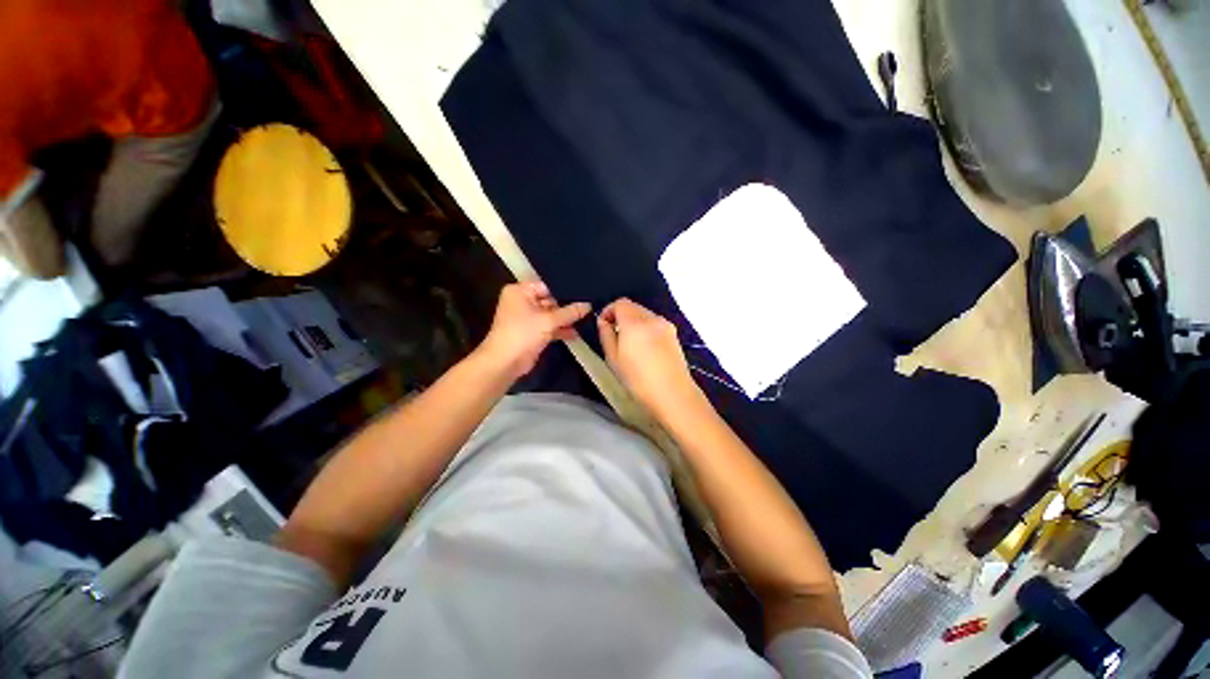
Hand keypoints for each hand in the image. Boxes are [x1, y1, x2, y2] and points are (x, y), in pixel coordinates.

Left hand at [479, 281, 590, 379]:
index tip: (584, 293)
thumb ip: (570, 312)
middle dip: (567, 306)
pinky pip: (549, 327)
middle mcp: (522, 302)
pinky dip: (560, 330)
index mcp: (520, 291)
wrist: (505, 362)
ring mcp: (527, 318)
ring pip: (550, 315)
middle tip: (589, 306)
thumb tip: (588, 305)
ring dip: (565, 320)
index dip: (565, 291)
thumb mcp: (549, 320)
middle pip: (550, 301)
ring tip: (587, 319)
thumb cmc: (523, 333)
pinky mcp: (532, 333)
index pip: (547, 286)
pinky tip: (577, 332)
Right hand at [597, 298, 698, 410]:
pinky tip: (646, 349)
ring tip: (631, 345)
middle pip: (633, 307)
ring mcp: (666, 325)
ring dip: (634, 323)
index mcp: (634, 322)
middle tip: (616, 336)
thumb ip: (606, 335)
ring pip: (645, 314)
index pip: (620, 303)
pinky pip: (655, 324)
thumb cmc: (638, 379)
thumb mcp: (613, 358)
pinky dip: (647, 329)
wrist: (673, 394)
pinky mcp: (674, 334)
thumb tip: (604, 321)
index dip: (609, 310)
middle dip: (622, 316)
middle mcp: (652, 318)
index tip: (604, 325)